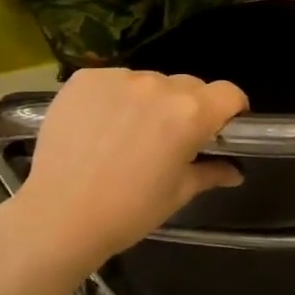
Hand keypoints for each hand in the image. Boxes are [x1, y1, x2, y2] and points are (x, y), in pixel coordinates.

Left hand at [14, 68, 248, 268]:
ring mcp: (119, 78)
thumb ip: (210, 173)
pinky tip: (99, 126)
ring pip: (149, 82)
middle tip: (171, 138)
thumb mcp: (178, 194)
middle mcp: (158, 85)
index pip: (228, 93)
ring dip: (149, 101)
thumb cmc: (129, 211)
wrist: (59, 216)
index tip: (221, 127)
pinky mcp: (85, 79)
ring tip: (128, 134)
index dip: (231, 109)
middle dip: (189, 107)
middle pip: (189, 85)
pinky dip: (114, 98)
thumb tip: (234, 172)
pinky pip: (113, 81)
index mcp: (190, 113)